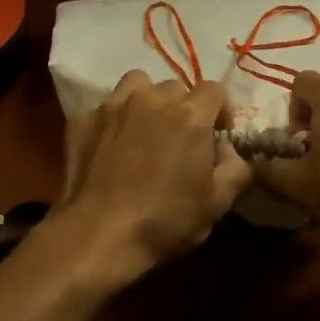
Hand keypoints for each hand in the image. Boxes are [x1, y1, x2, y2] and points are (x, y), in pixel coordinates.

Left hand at [54, 71, 252, 283]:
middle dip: (183, 109)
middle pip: (176, 88)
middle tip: (180, 141)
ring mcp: (113, 106)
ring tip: (145, 131)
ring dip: (147, 102)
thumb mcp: (218, 203)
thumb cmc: (165, 220)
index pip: (215, 90)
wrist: (99, 235)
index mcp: (189, 115)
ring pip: (137, 85)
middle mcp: (152, 99)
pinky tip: (111, 147)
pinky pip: (105, 108)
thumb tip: (229, 151)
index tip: (218, 136)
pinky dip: (113, 122)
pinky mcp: (83, 120)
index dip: (221, 111)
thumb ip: (236, 168)